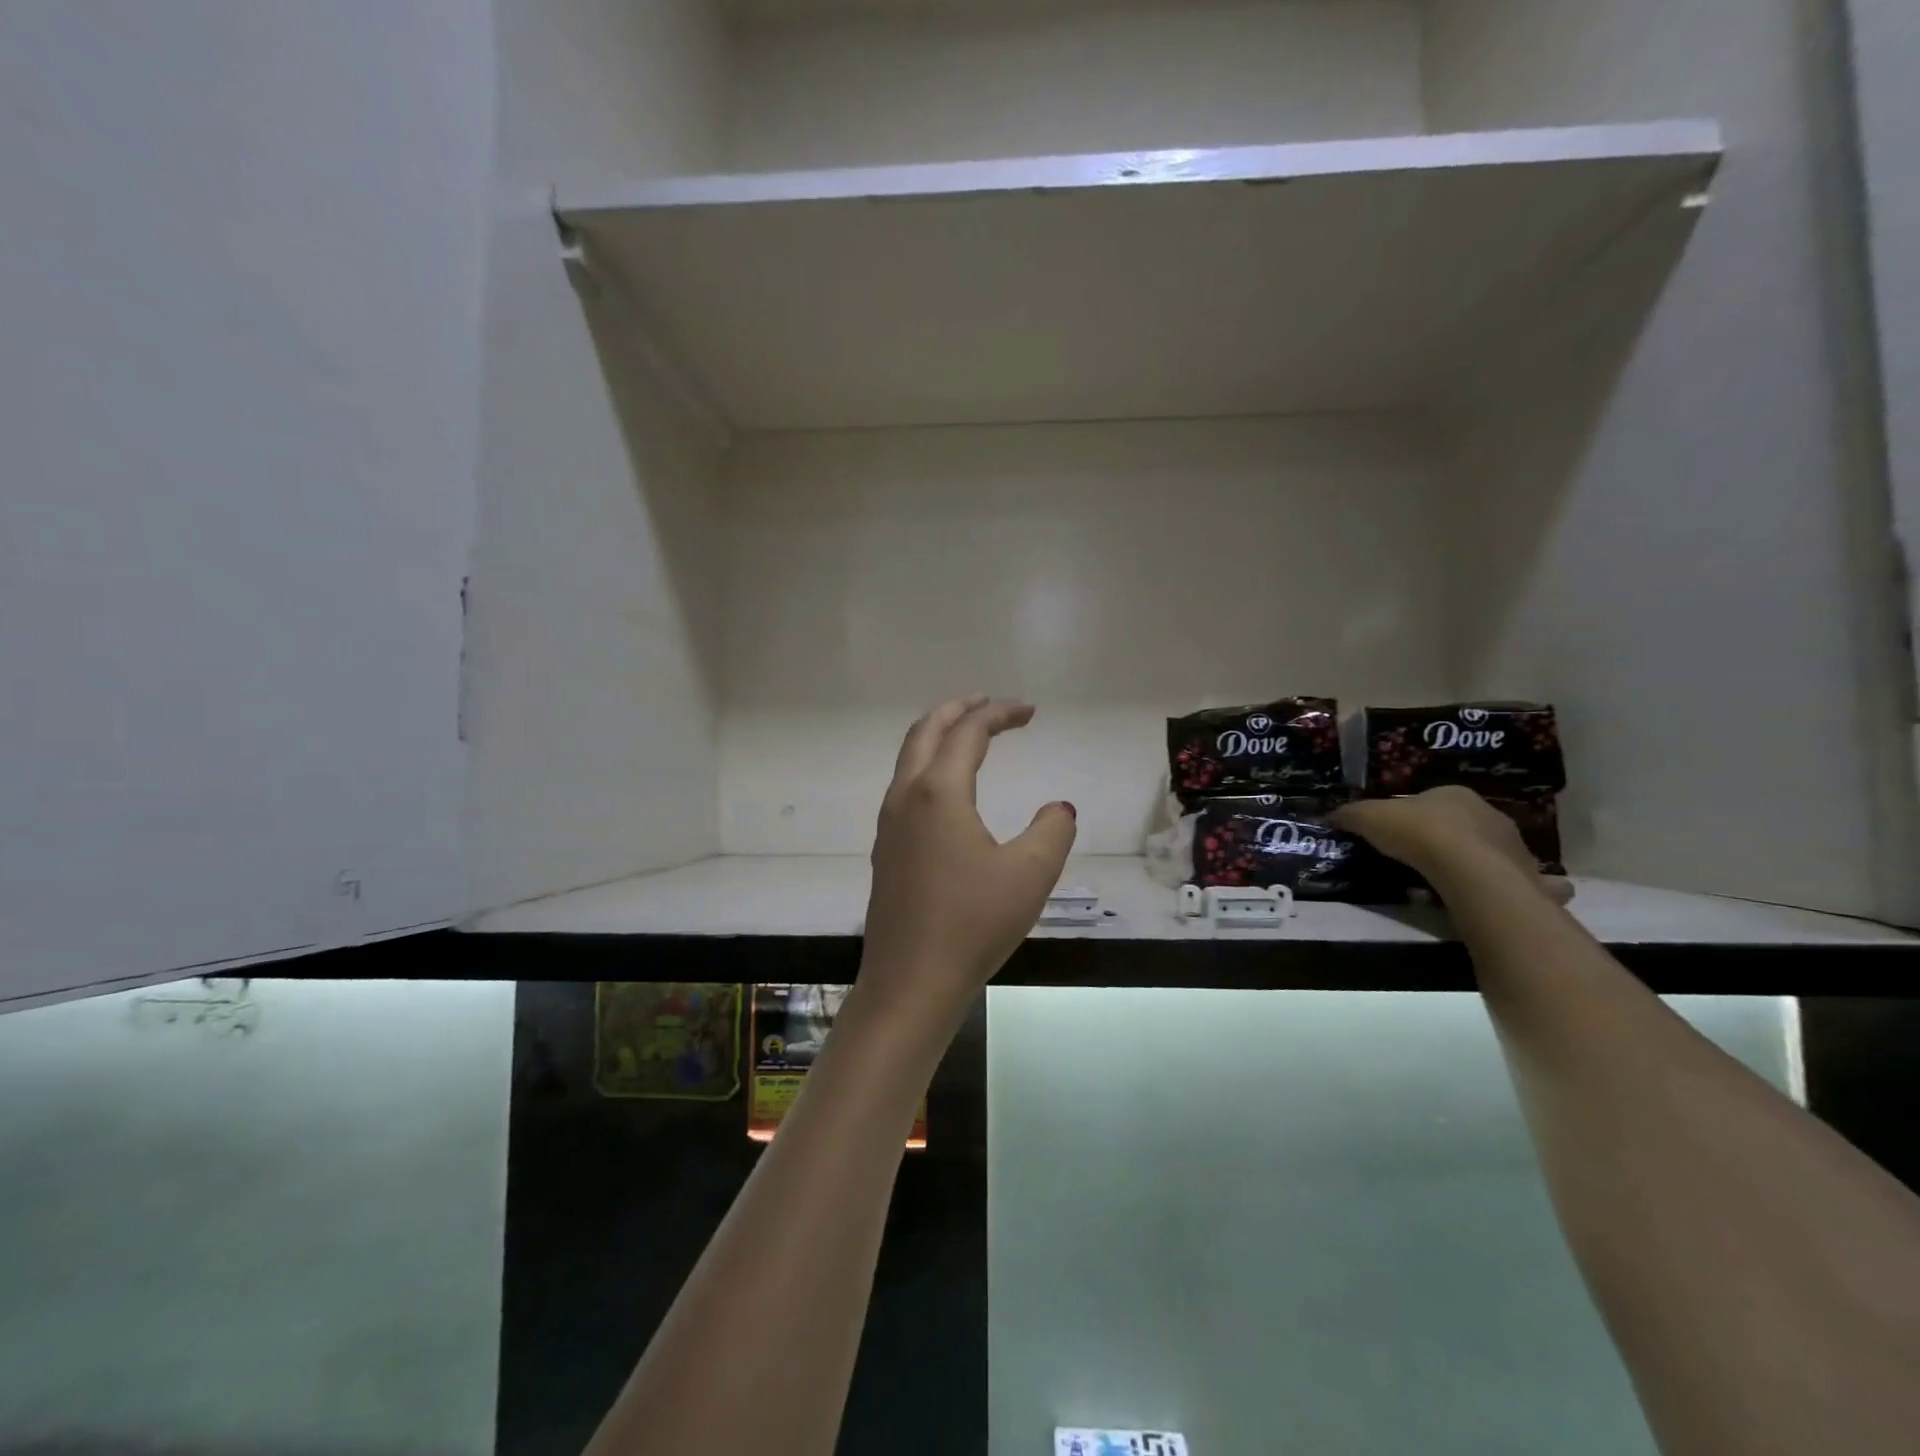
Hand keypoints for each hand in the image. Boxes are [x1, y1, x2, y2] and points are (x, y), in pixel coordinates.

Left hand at [859, 697, 1077, 1028]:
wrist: (911, 982)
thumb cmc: (972, 924)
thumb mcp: (1030, 874)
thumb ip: (1052, 830)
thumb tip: (1058, 808)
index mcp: (938, 792)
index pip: (969, 733)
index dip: (1001, 714)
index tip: (1031, 711)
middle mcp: (906, 797)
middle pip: (926, 732)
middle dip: (958, 710)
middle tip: (990, 704)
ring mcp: (890, 824)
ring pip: (909, 759)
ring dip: (938, 736)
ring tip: (968, 735)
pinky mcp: (886, 850)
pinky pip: (905, 787)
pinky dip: (928, 766)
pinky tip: (948, 791)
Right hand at [1334, 786, 1572, 905]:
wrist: (1473, 873)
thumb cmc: (1420, 834)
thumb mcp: (1369, 818)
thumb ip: (1350, 815)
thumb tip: (1330, 816)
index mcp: (1454, 794)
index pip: (1428, 801)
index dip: (1409, 816)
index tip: (1393, 835)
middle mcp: (1489, 814)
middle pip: (1458, 825)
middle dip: (1440, 840)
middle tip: (1415, 861)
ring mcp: (1513, 846)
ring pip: (1484, 853)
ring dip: (1467, 865)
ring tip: (1442, 886)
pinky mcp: (1526, 879)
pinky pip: (1505, 882)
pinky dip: (1491, 889)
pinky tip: (1475, 900)